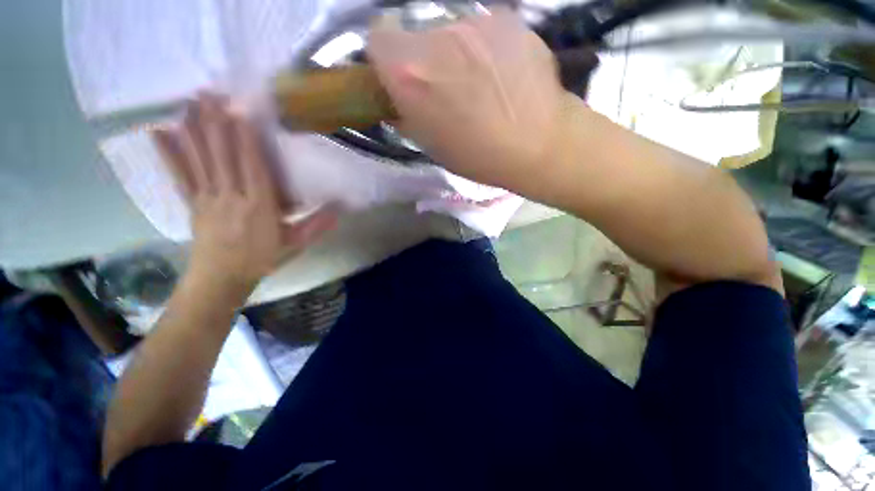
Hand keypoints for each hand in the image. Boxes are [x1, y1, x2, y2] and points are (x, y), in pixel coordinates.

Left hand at [155, 94, 336, 291]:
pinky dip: (167, 153)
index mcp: (259, 206)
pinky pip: (179, 175)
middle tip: (210, 92)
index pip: (253, 167)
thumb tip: (340, 209)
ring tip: (188, 101)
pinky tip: (157, 132)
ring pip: (200, 159)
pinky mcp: (192, 202)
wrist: (221, 279)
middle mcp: (231, 196)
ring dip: (194, 129)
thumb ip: (317, 226)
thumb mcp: (296, 245)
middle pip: (222, 156)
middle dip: (216, 123)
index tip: (241, 111)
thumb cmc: (262, 260)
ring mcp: (207, 198)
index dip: (246, 139)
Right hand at [367, 8, 566, 189]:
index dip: (386, 59)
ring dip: (456, 55)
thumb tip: (397, 98)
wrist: (538, 144)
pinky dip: (485, 50)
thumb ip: (405, 113)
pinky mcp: (506, 19)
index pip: (377, 39)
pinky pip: (483, 32)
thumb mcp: (429, 145)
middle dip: (425, 61)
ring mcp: (474, 23)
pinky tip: (502, 76)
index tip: (401, 77)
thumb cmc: (477, 156)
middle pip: (417, 36)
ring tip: (480, 86)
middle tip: (447, 90)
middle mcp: (436, 37)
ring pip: (451, 34)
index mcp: (409, 72)